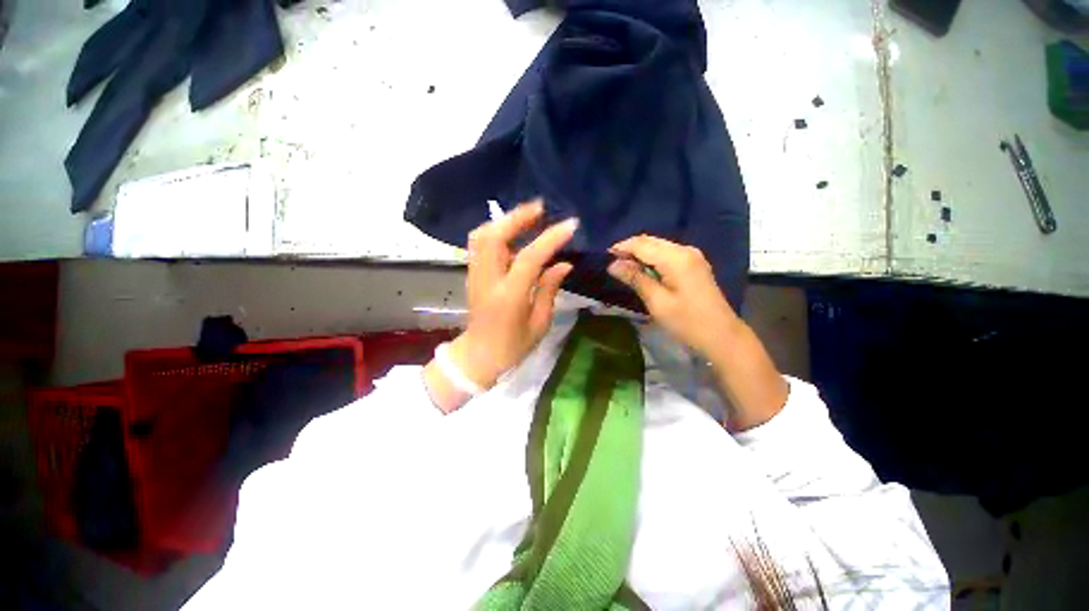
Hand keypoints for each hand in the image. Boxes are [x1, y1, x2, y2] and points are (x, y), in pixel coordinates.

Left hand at [425, 200, 576, 411]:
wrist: (478, 357)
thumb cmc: (513, 346)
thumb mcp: (539, 323)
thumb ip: (549, 289)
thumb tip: (563, 264)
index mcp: (508, 296)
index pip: (529, 258)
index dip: (550, 238)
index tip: (570, 224)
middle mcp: (487, 280)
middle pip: (494, 236)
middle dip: (517, 216)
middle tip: (541, 208)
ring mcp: (475, 275)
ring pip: (482, 235)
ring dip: (504, 220)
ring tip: (528, 216)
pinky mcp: (472, 274)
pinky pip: (480, 244)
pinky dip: (496, 231)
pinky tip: (513, 232)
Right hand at [607, 235, 740, 360]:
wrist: (721, 336)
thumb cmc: (687, 322)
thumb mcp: (657, 302)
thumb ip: (635, 279)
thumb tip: (613, 264)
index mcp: (676, 258)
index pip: (642, 244)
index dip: (621, 248)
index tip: (605, 259)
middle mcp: (685, 250)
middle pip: (650, 241)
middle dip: (629, 250)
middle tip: (613, 266)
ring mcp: (691, 256)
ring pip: (658, 246)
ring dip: (640, 254)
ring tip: (625, 270)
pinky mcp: (693, 264)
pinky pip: (666, 254)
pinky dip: (651, 259)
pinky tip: (643, 272)